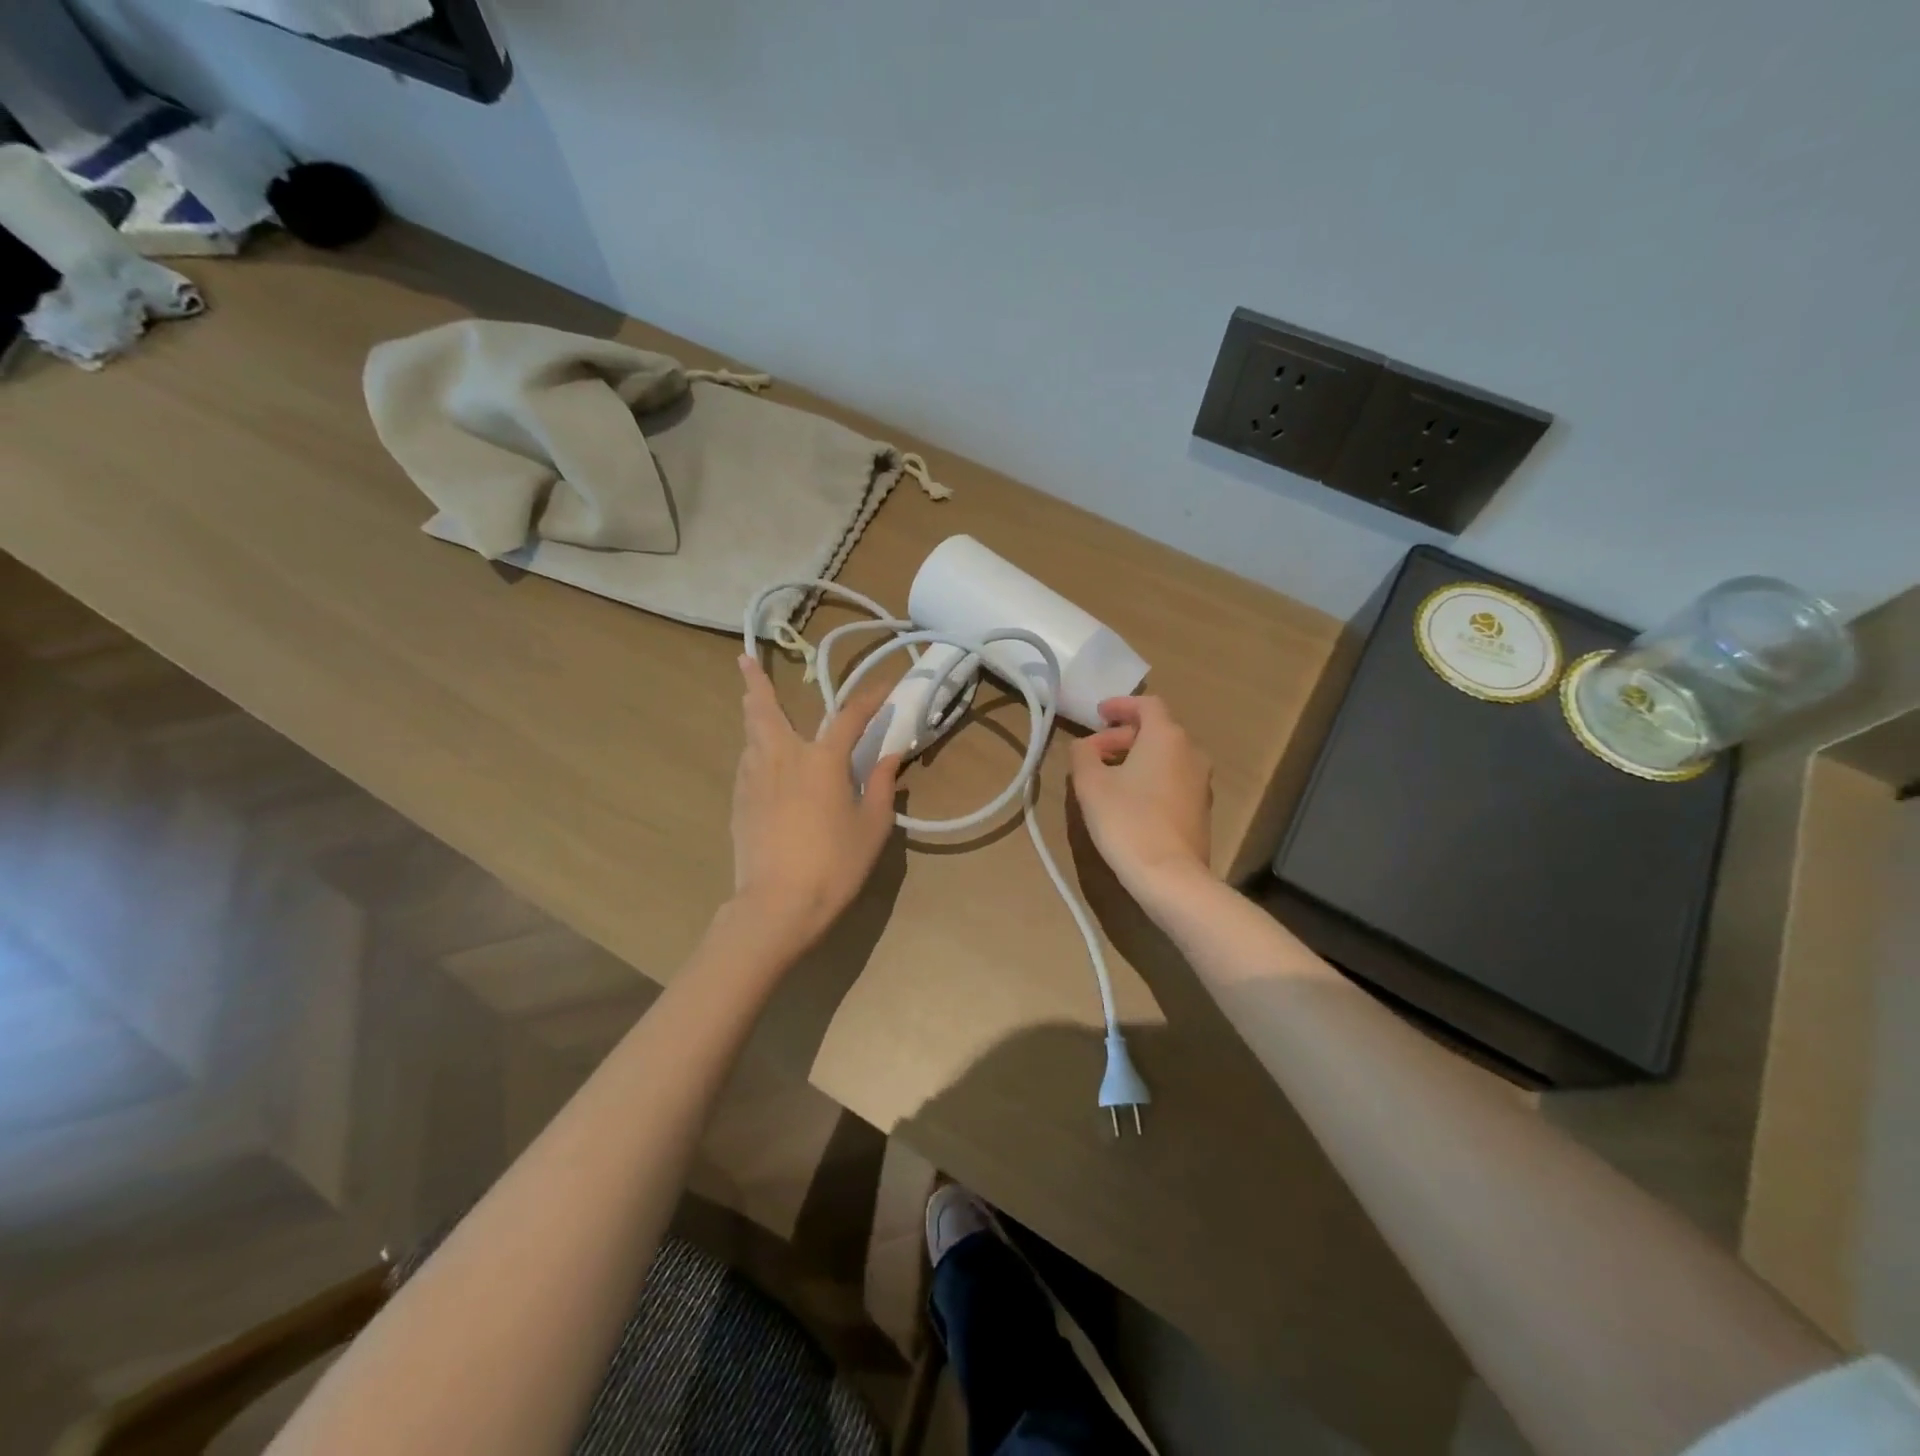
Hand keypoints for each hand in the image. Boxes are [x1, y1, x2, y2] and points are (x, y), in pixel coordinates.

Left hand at [729, 655, 900, 948]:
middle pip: (764, 710)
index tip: (884, 687)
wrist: (777, 904)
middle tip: (743, 660)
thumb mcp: (872, 826)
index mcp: (822, 760)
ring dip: (753, 715)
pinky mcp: (738, 802)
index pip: (849, 717)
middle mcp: (783, 757)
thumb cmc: (834, 864)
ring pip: (750, 735)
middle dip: (755, 682)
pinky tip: (760, 760)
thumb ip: (880, 785)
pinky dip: (754, 750)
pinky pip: (746, 763)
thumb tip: (890, 755)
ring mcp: (754, 779)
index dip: (869, 699)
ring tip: (751, 704)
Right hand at [1068, 695, 1212, 898]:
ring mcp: (1201, 782)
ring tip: (1108, 776)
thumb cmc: (1126, 821)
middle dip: (1123, 736)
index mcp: (1167, 737)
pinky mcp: (1202, 808)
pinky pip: (1173, 779)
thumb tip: (1086, 746)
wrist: (1170, 876)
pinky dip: (1151, 777)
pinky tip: (1129, 799)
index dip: (1121, 706)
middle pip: (1156, 730)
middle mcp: (1191, 752)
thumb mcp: (1090, 784)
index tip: (1099, 715)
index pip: (1147, 705)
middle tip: (1094, 753)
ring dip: (1137, 757)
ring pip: (1166, 756)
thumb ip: (1083, 754)